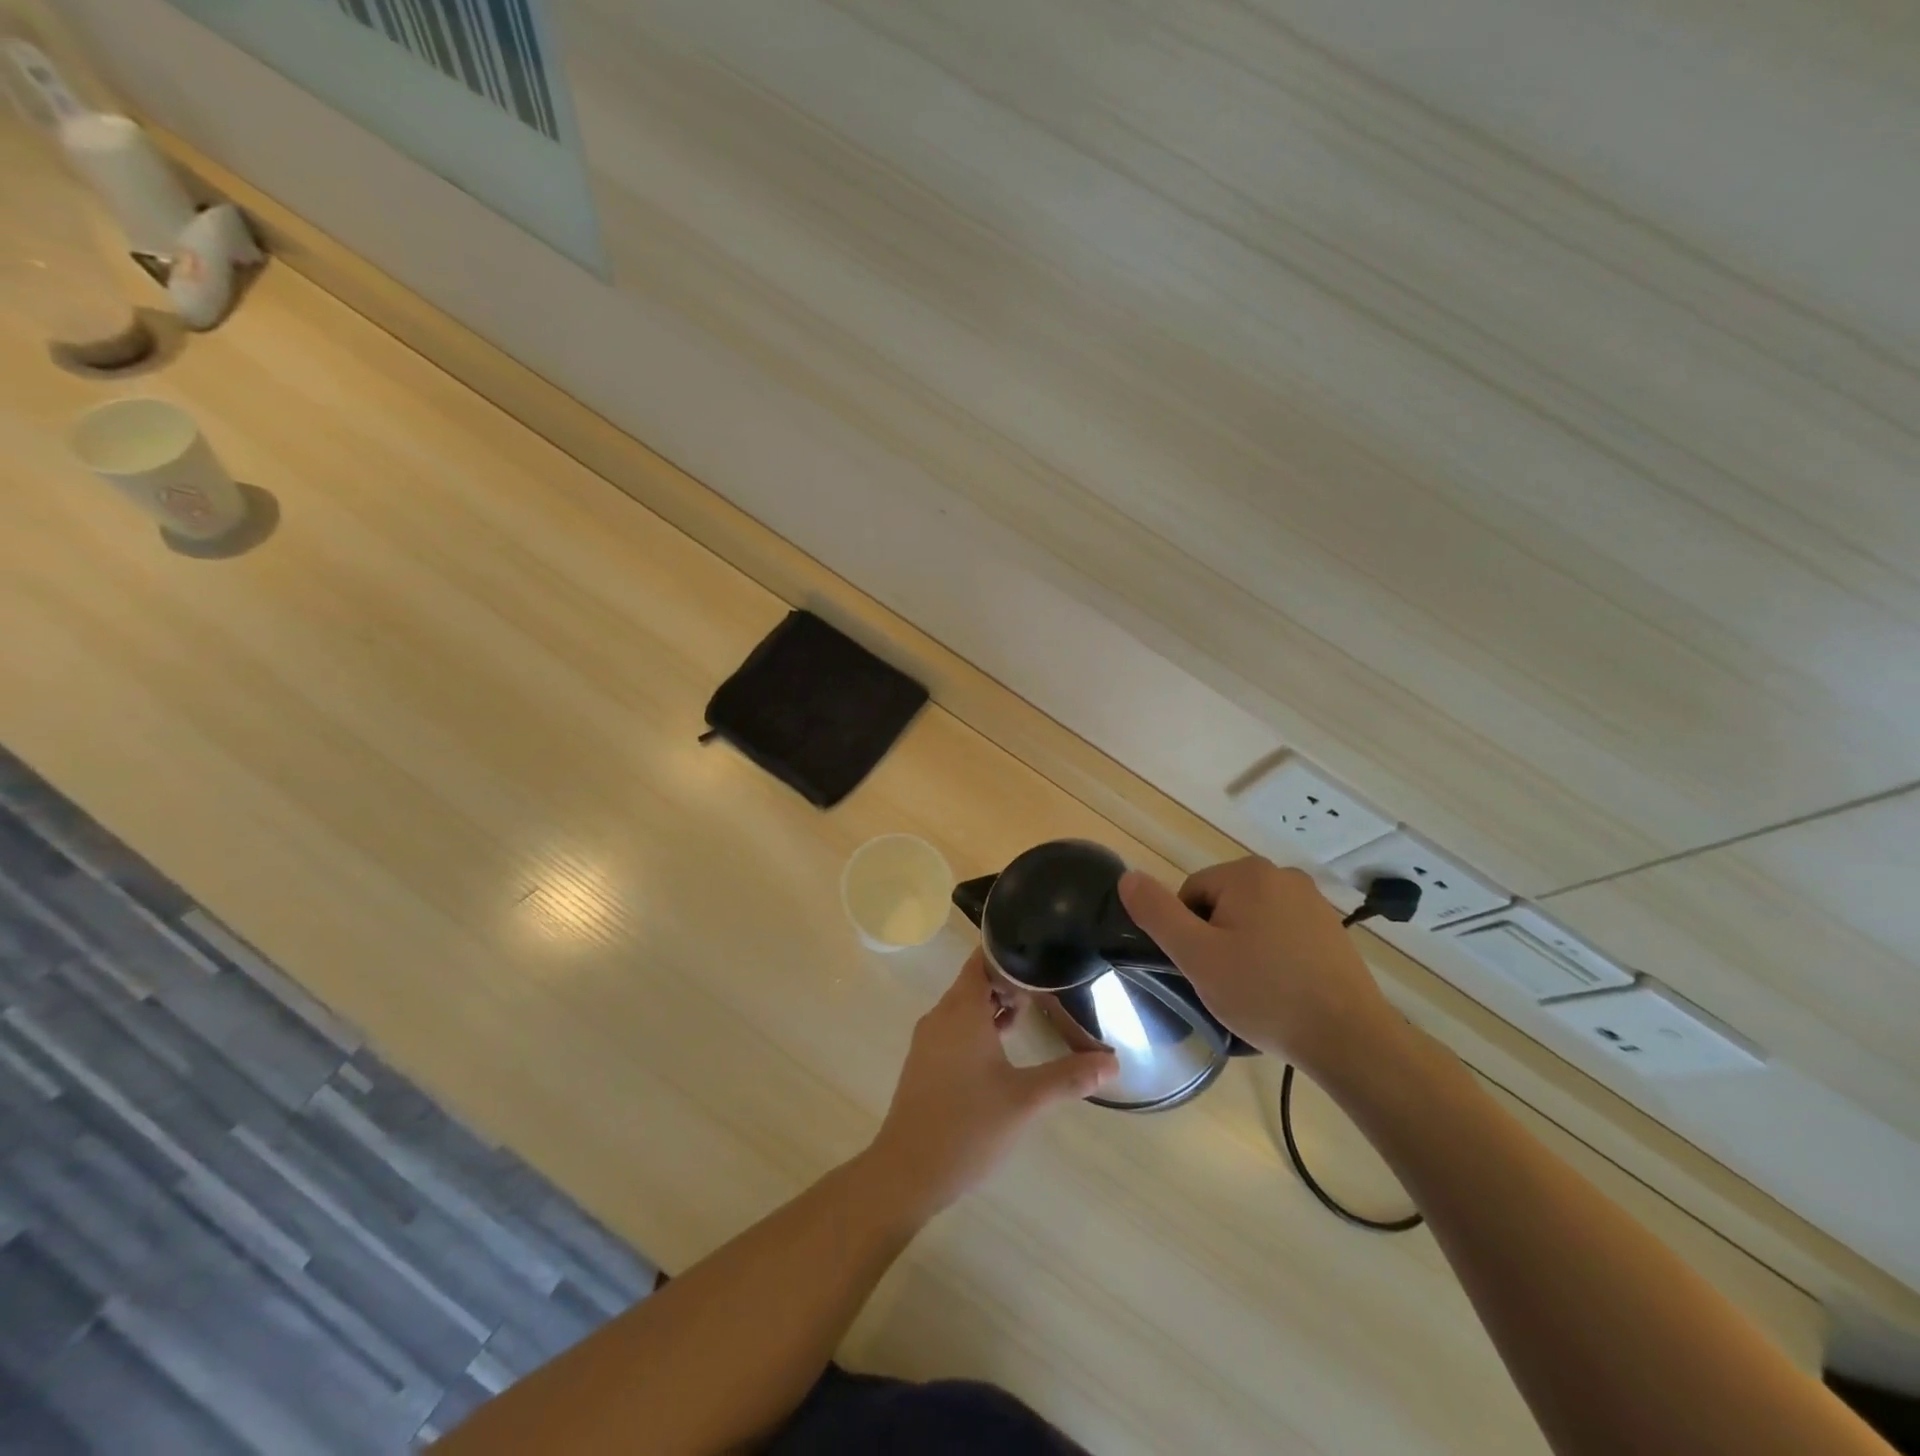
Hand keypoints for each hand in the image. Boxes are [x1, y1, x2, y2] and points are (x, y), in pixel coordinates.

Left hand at [865, 950, 1117, 1218]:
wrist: (907, 1172)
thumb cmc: (968, 1127)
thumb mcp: (1025, 1100)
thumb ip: (1069, 1077)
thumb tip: (1112, 1062)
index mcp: (961, 1011)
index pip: (981, 960)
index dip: (1009, 952)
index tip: (1041, 955)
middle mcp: (941, 1016)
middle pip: (974, 981)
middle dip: (1008, 981)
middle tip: (1046, 987)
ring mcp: (929, 1040)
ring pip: (964, 1007)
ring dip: (994, 1006)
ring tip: (1031, 1014)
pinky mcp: (925, 1063)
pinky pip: (955, 1028)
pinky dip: (979, 1027)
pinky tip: (1003, 1050)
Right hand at [1118, 858, 1408, 1089]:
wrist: (1350, 1039)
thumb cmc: (1265, 994)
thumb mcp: (1197, 956)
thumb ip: (1157, 913)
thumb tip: (1127, 877)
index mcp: (1247, 873)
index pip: (1190, 894)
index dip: (1187, 935)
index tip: (1204, 969)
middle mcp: (1282, 875)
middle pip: (1220, 903)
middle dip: (1215, 939)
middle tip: (1227, 982)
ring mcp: (1312, 901)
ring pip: (1250, 919)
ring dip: (1242, 948)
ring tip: (1255, 990)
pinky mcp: (1330, 928)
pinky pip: (1281, 932)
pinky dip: (1272, 955)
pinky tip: (1281, 988)